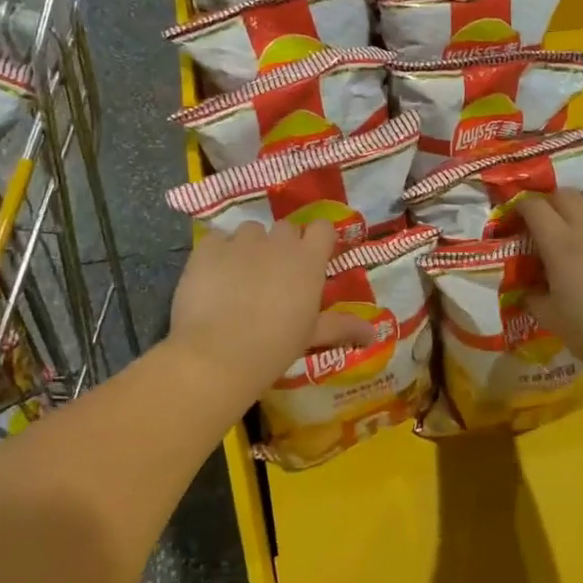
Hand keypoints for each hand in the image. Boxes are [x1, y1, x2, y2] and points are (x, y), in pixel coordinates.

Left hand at [167, 221, 375, 396]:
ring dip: (249, 247)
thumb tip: (375, 335)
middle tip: (275, 276)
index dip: (317, 240)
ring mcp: (240, 241)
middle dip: (282, 246)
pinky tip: (212, 278)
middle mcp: (277, 242)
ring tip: (240, 276)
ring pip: (250, 231)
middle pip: (285, 228)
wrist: (218, 354)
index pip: (322, 228)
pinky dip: (217, 254)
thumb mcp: (311, 336)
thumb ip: (342, 327)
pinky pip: (216, 240)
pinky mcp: (207, 247)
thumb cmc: (275, 347)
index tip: (311, 259)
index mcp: (308, 260)